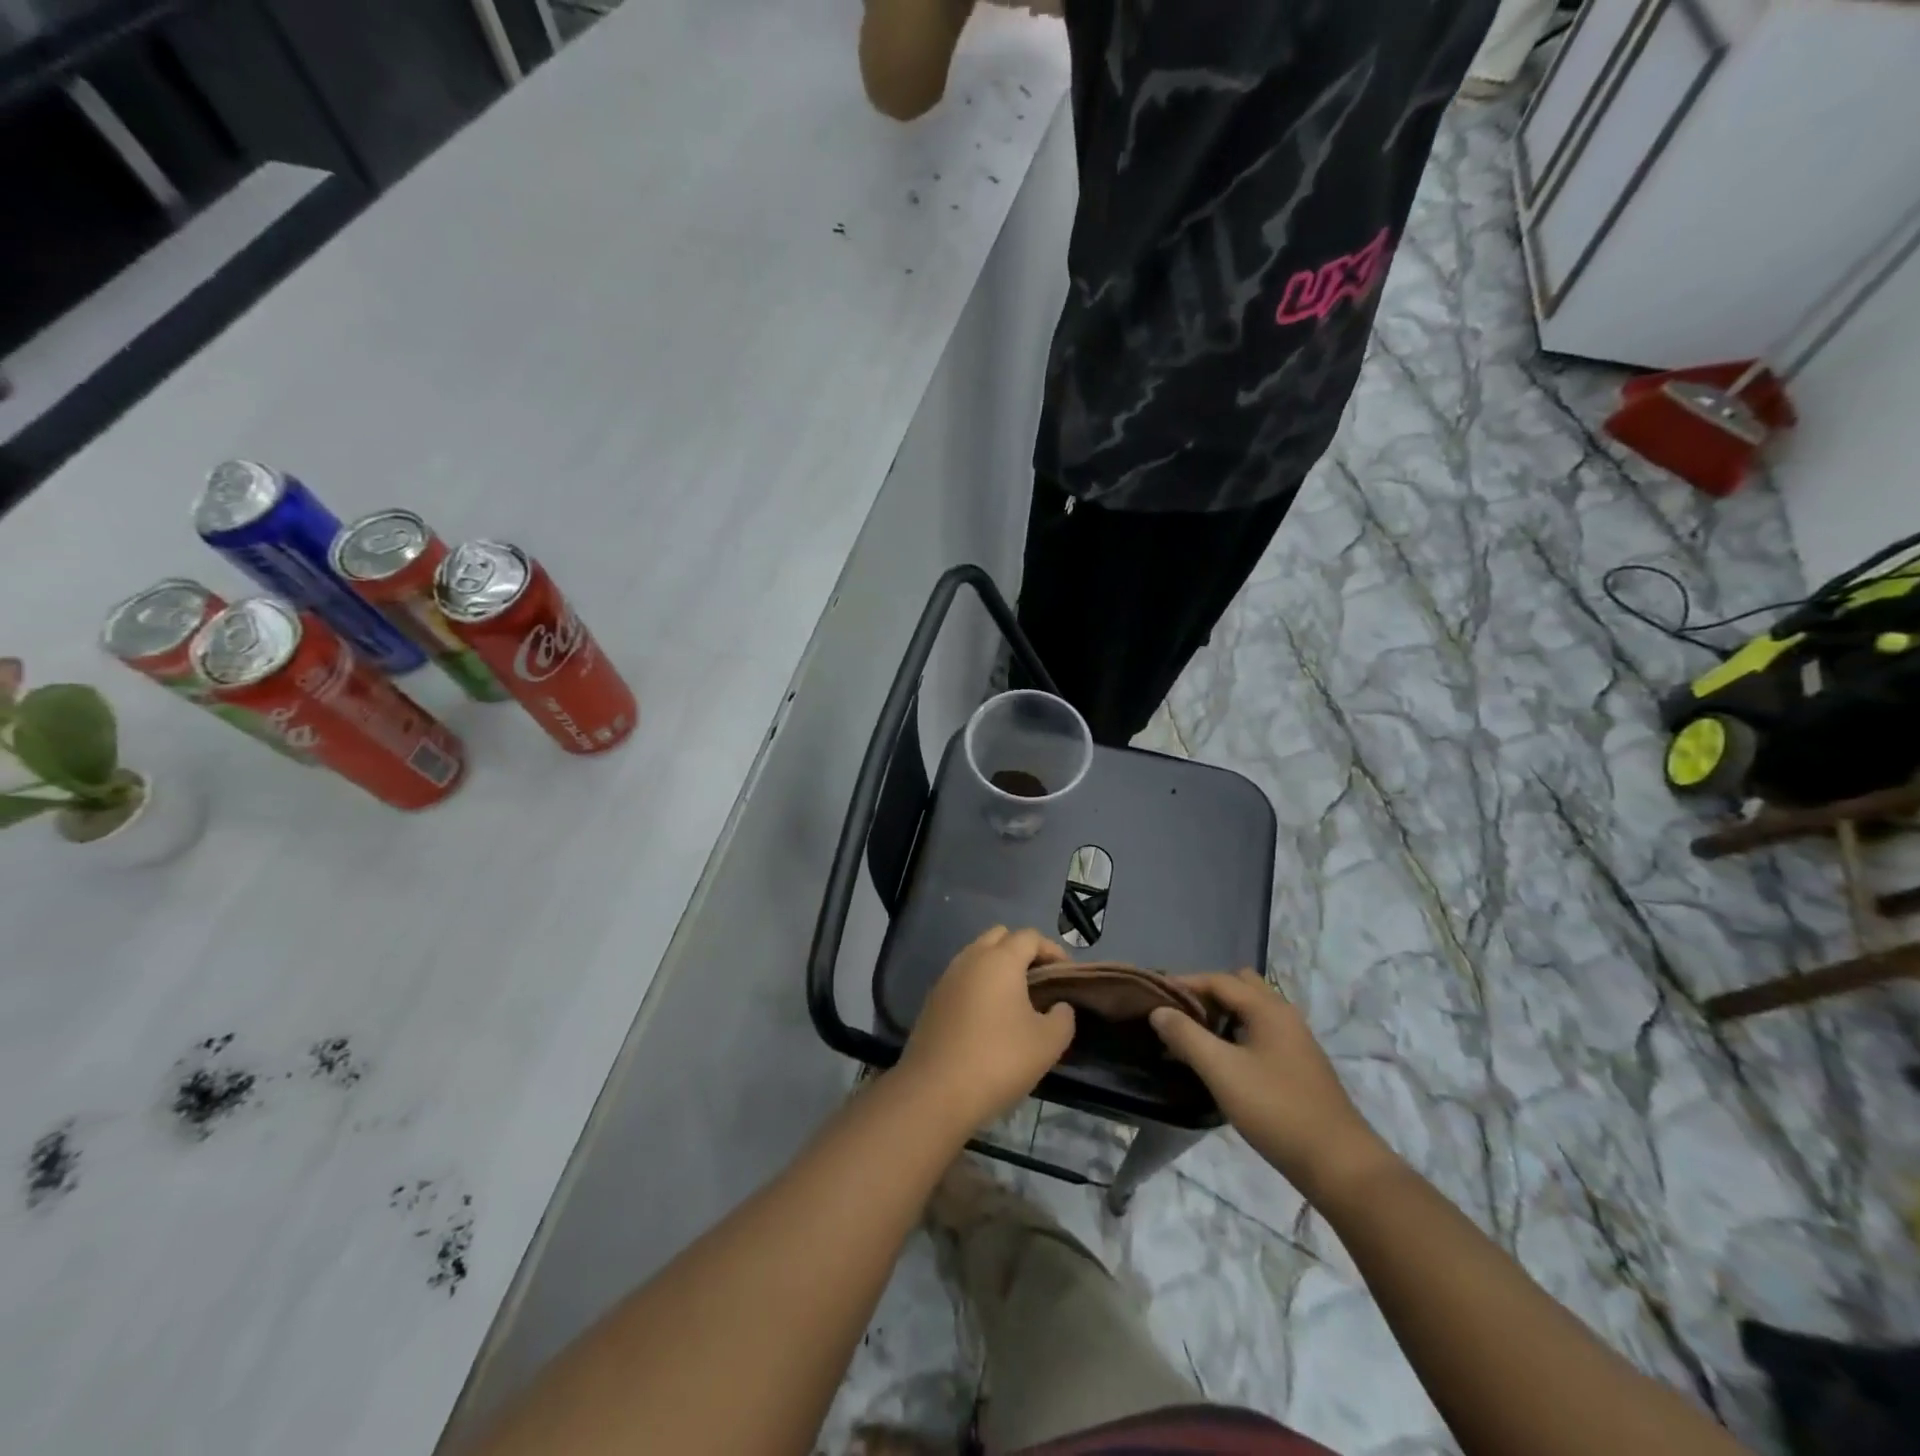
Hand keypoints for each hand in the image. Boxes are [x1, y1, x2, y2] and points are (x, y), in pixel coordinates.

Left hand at [897, 927, 1075, 1131]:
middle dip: (1023, 951)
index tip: (1066, 974)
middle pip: (1000, 937)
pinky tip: (989, 1016)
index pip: (1030, 936)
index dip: (1052, 949)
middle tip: (1041, 981)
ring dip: (998, 967)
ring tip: (1017, 999)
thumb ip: (1063, 1017)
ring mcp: (947, 977)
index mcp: (1000, 960)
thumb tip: (1059, 1006)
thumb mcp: (1048, 1043)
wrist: (935, 1092)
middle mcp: (970, 958)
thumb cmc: (998, 1060)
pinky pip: (962, 978)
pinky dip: (979, 985)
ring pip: (977, 956)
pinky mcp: (932, 1000)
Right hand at [1149, 970, 1396, 1200]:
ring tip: (1191, 1037)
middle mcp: (1284, 1015)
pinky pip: (1259, 1033)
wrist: (1339, 1164)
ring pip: (1250, 1012)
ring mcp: (1294, 1041)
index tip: (1153, 994)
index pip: (1218, 980)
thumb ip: (1186, 1036)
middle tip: (1177, 1013)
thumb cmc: (1276, 1109)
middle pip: (1238, 987)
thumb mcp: (1222, 1071)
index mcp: (1268, 1008)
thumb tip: (1159, 1011)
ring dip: (1220, 1016)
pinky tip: (1220, 1062)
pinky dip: (1235, 1035)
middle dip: (1205, 994)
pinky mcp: (1298, 1066)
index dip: (1183, 982)